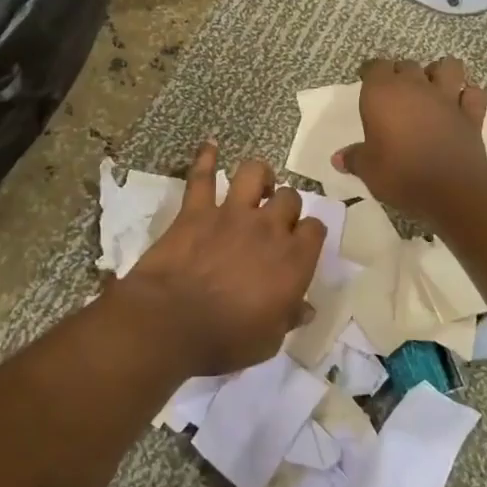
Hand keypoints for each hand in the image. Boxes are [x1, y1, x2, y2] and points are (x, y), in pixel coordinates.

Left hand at [116, 142, 325, 376]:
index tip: (301, 244)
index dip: (309, 234)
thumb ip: (289, 318)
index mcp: (293, 260)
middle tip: (275, 220)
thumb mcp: (268, 340)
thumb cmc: (225, 339)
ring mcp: (231, 213)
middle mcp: (268, 228)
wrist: (171, 322)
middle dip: (287, 205)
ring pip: (254, 173)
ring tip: (257, 185)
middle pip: (289, 198)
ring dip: (259, 176)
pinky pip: (201, 176)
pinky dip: (205, 158)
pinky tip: (210, 146)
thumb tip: (305, 309)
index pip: (315, 230)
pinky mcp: (196, 210)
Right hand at [335, 56, 486, 231]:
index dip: (371, 72)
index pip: (375, 67)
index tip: (367, 81)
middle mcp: (415, 87)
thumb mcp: (368, 169)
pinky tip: (462, 104)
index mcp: (383, 94)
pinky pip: (473, 94)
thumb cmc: (400, 174)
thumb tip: (338, 158)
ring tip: (433, 86)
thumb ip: (355, 158)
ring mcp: (447, 98)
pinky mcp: (471, 114)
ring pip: (448, 67)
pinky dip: (468, 96)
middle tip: (396, 90)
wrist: (451, 188)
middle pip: (408, 64)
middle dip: (401, 73)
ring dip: (440, 72)